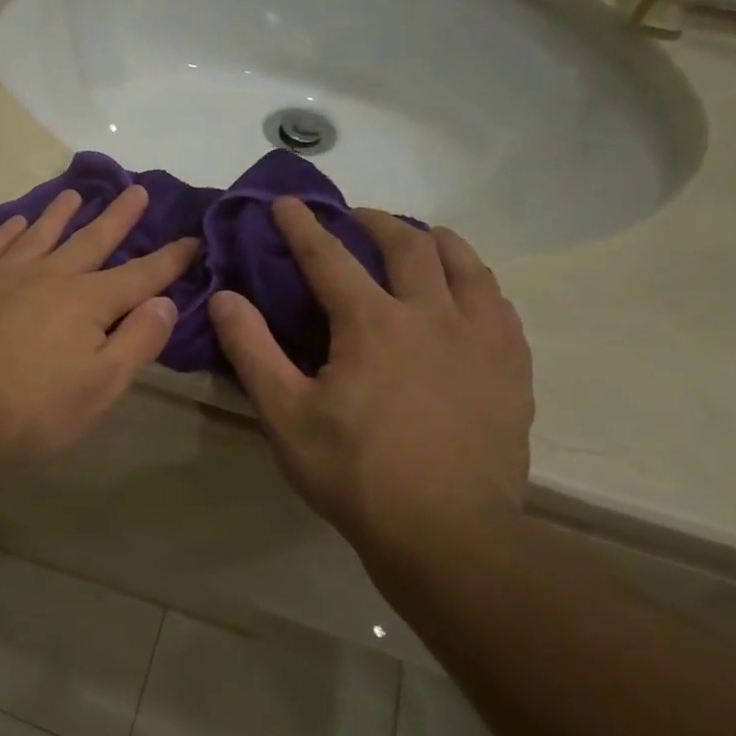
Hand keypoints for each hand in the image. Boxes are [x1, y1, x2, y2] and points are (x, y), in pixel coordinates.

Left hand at [0, 186, 198, 475]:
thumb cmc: (33, 411)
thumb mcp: (101, 388)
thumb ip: (138, 342)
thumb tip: (165, 302)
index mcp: (87, 302)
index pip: (140, 275)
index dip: (169, 258)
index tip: (192, 238)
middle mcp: (49, 276)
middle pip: (91, 240)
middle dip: (118, 216)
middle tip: (136, 190)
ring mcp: (3, 276)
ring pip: (40, 234)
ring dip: (60, 213)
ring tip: (74, 193)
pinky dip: (8, 231)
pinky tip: (16, 223)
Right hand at [209, 201, 532, 555]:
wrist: (448, 533)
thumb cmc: (355, 472)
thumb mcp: (285, 414)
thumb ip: (251, 350)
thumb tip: (224, 297)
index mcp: (372, 323)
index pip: (329, 257)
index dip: (303, 226)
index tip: (287, 202)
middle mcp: (431, 315)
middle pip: (407, 246)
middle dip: (375, 222)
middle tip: (355, 218)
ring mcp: (481, 339)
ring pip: (465, 265)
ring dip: (435, 241)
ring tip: (418, 239)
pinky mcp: (511, 368)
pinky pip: (498, 304)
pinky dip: (476, 282)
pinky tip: (469, 292)